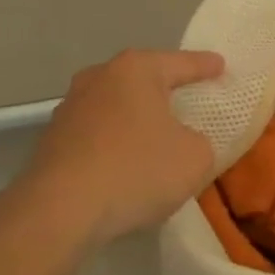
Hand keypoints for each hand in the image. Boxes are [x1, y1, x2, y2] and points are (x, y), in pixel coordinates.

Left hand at [22, 49, 224, 246]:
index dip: (205, 66)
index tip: (221, 65)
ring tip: (155, 136)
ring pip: (116, 106)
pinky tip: (124, 165)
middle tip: (188, 97)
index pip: (181, 63)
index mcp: (136, 70)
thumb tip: (183, 141)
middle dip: (164, 89)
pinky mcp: (52, 140)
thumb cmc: (136, 170)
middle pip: (142, 79)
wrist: (60, 211)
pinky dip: (114, 143)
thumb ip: (200, 141)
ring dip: (135, 119)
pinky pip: (97, 134)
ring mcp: (70, 107)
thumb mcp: (195, 158)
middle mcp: (99, 77)